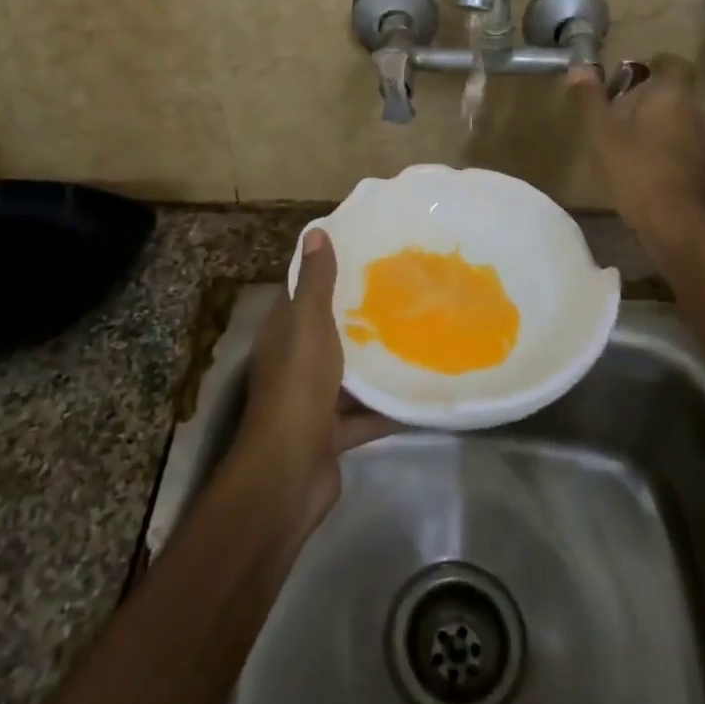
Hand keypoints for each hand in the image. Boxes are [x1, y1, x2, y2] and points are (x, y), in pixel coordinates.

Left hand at [237, 230, 392, 536]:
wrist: (290, 472)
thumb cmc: (298, 386)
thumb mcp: (308, 324)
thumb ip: (315, 282)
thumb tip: (315, 232)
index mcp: (283, 333)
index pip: (303, 293)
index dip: (328, 273)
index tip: (366, 255)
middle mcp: (294, 362)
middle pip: (329, 332)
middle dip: (360, 316)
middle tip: (403, 292)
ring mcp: (313, 400)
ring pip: (349, 374)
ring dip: (376, 362)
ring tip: (418, 335)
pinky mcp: (332, 433)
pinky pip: (365, 414)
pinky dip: (388, 406)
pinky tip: (421, 391)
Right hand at [566, 55, 704, 237]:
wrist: (680, 226)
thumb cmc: (637, 170)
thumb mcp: (602, 133)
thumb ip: (591, 99)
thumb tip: (579, 67)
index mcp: (673, 95)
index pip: (671, 63)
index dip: (650, 66)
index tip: (627, 79)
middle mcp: (698, 112)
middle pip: (674, 95)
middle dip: (648, 101)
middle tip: (616, 116)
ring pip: (681, 123)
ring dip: (658, 129)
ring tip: (628, 147)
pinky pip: (686, 150)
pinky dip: (668, 154)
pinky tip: (646, 173)